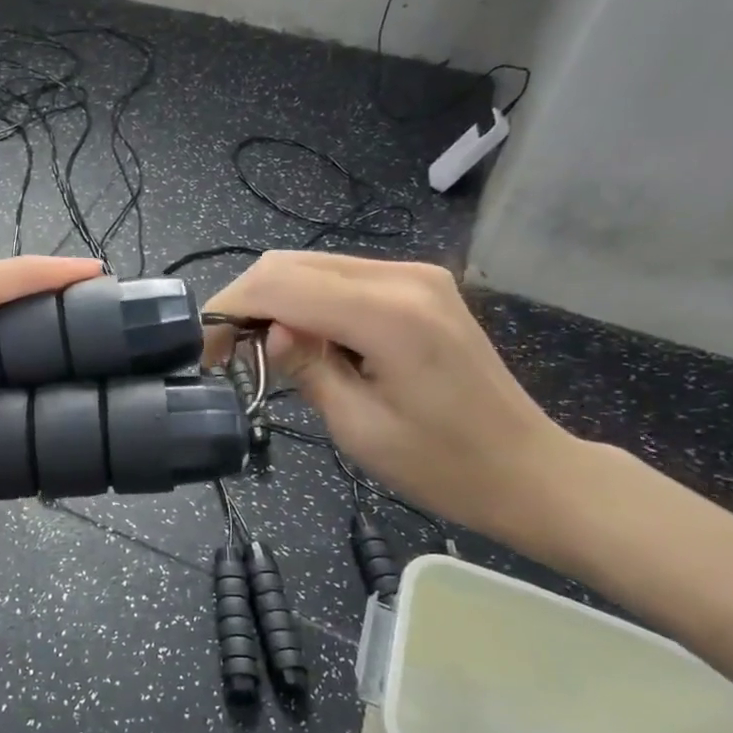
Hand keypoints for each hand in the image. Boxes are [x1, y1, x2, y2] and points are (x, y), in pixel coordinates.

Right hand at [202, 251, 580, 542]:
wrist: (528, 469)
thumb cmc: (444, 465)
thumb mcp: (359, 428)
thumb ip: (306, 368)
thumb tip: (269, 333)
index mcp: (388, 315)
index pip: (281, 284)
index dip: (230, 308)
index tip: (204, 350)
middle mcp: (402, 277)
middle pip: (291, 263)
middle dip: (247, 301)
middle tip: (227, 352)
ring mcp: (415, 275)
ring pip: (312, 265)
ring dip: (275, 299)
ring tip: (260, 349)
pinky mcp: (419, 284)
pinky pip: (341, 277)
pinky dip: (307, 300)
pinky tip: (303, 338)